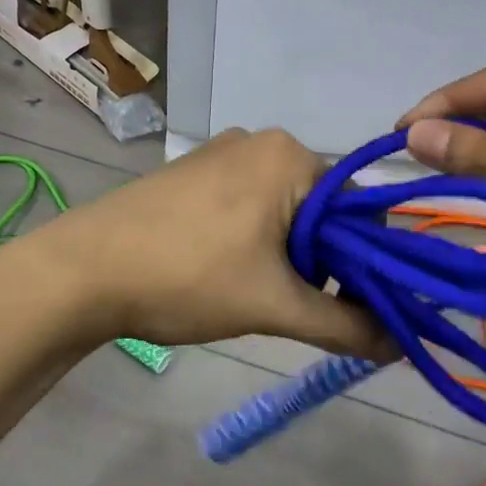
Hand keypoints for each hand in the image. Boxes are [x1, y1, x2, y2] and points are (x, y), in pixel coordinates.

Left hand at [39, 129, 391, 358]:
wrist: (83, 269)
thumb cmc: (188, 276)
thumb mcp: (273, 304)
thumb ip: (344, 324)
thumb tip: (401, 346)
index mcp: (290, 156)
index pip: (359, 208)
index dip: (365, 261)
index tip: (354, 306)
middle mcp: (261, 140)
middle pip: (322, 206)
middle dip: (321, 259)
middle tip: (295, 304)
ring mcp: (223, 151)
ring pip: (284, 206)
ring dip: (287, 252)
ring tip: (255, 291)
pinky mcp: (195, 169)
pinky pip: (248, 200)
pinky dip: (255, 236)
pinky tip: (225, 269)